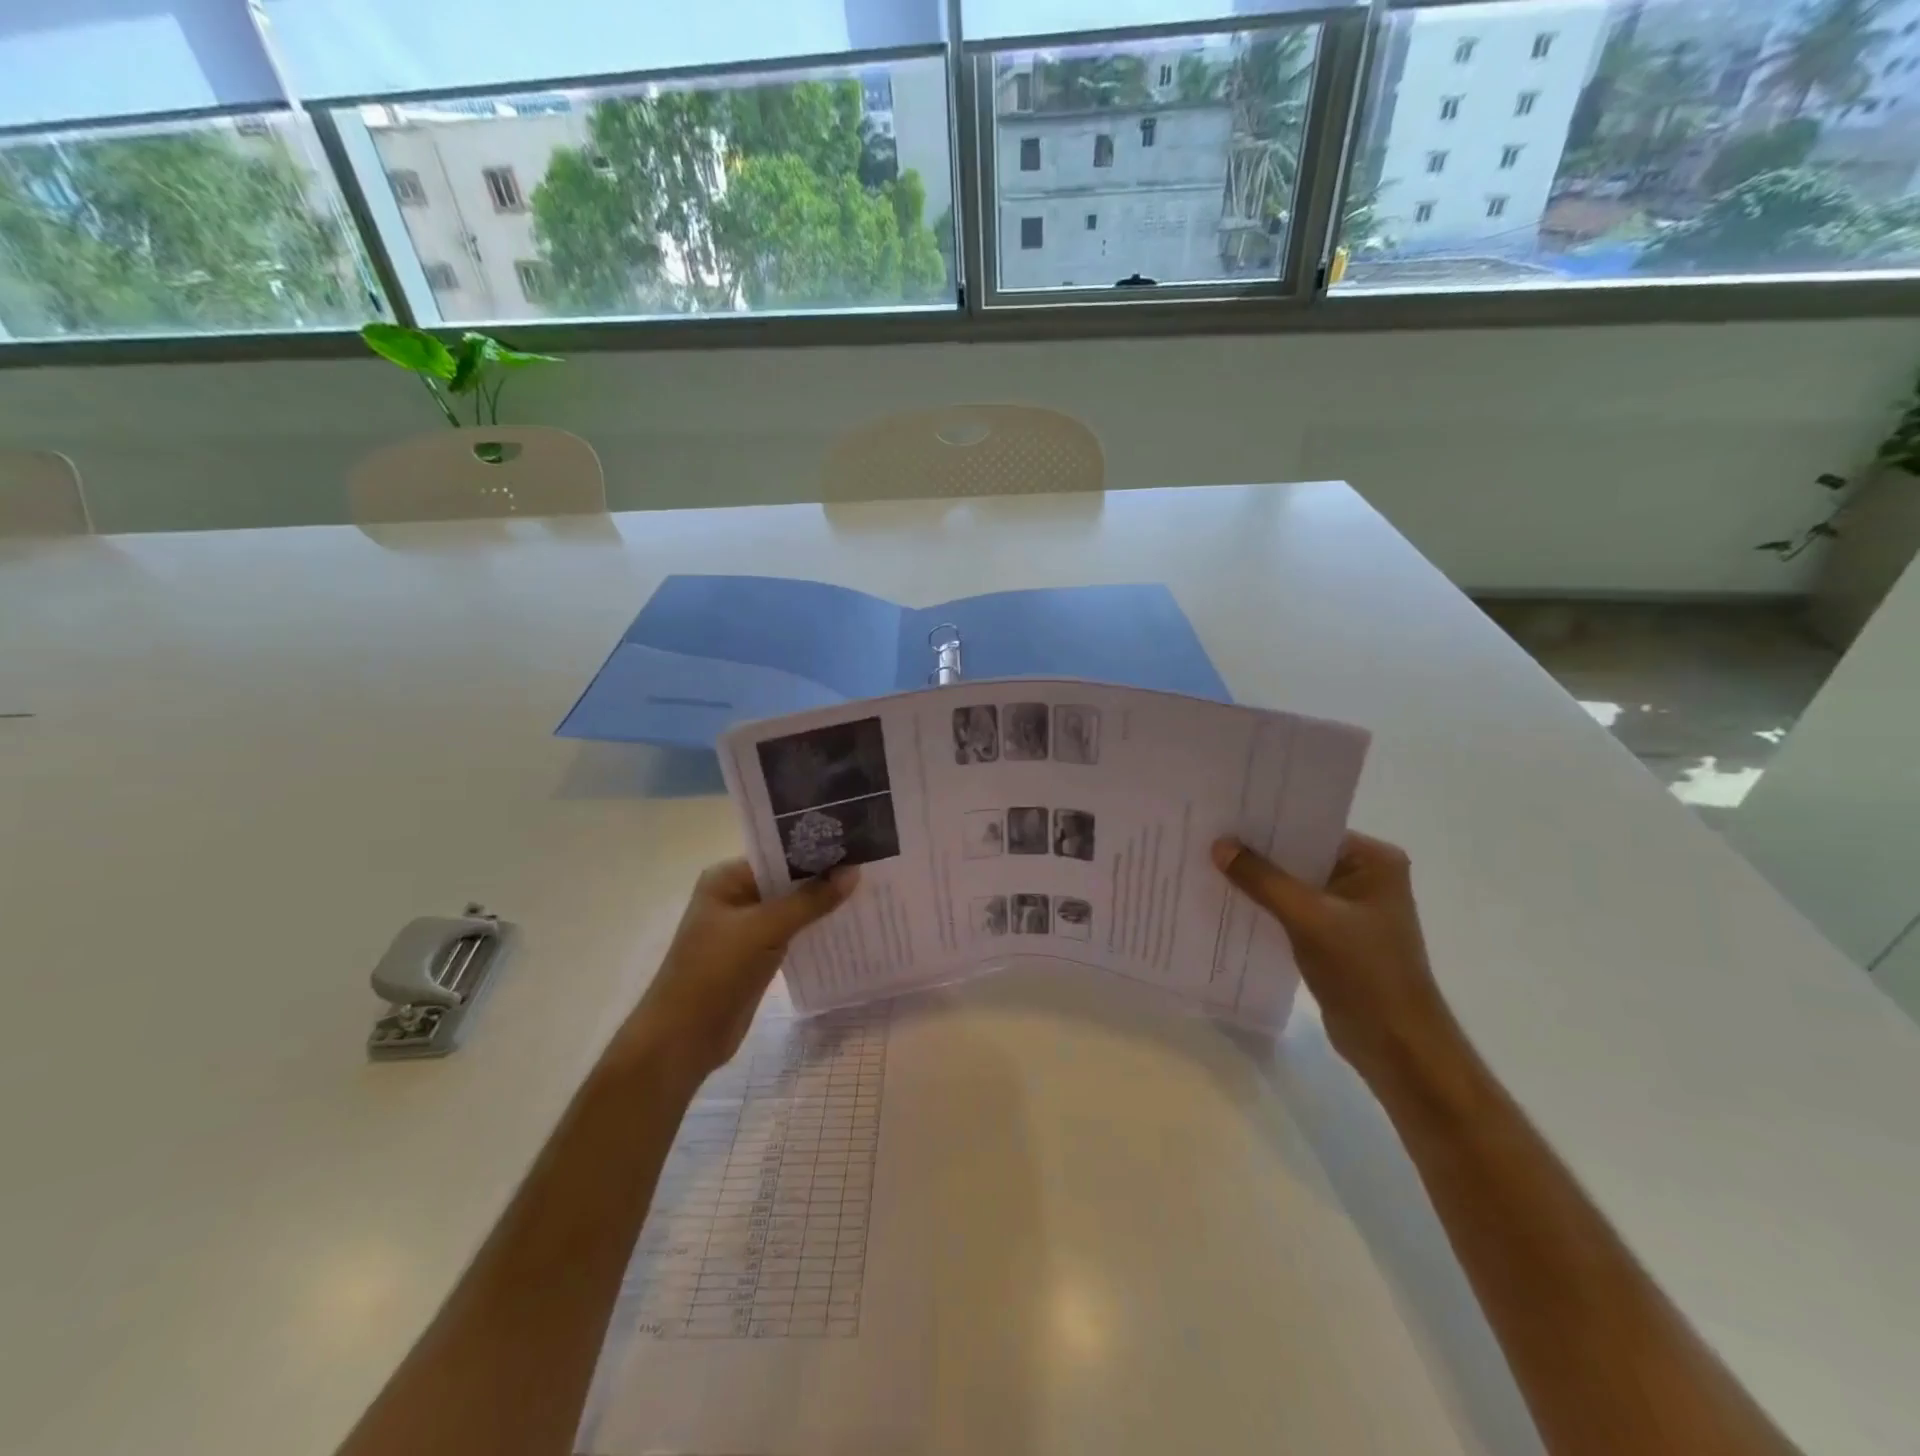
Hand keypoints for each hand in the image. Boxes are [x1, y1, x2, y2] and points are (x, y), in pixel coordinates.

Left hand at [619, 859, 856, 1083]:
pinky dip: (815, 929)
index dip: (817, 850)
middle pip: (788, 879)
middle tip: (872, 867)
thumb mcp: (765, 929)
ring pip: (793, 907)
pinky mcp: (757, 954)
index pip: (779, 853)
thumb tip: (854, 871)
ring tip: (869, 892)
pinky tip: (847, 925)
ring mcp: (746, 927)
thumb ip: (810, 900)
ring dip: (823, 904)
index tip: (858, 845)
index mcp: (728, 878)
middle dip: (825, 877)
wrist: (683, 1039)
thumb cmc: (715, 972)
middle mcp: (736, 895)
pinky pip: (793, 932)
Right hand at [1212, 832, 1456, 1086]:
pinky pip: (1292, 910)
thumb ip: (1263, 880)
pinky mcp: (1334, 936)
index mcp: (1373, 861)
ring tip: (1208, 865)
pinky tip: (1228, 901)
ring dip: (1258, 881)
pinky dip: (1265, 907)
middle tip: (1207, 836)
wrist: (1396, 1045)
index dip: (1267, 823)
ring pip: (1292, 884)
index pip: (1311, 828)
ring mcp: (1349, 908)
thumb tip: (1219, 845)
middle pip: (1299, 855)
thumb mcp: (1309, 918)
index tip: (1223, 815)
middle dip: (1257, 852)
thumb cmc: (1364, 972)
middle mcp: (1364, 876)